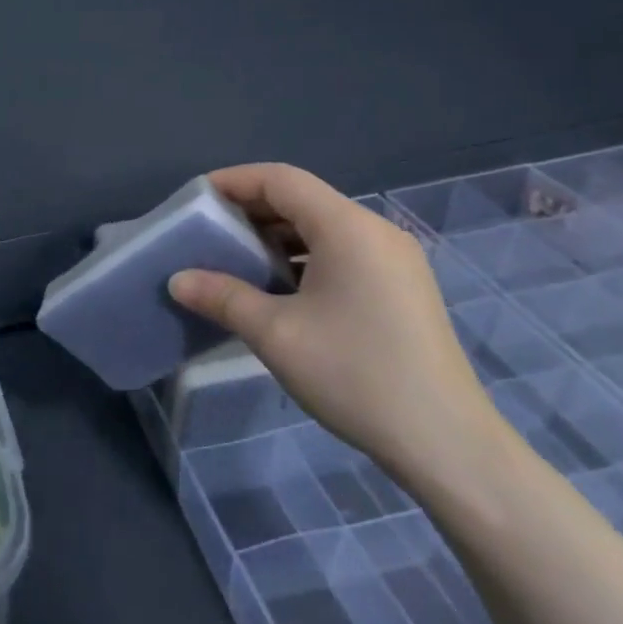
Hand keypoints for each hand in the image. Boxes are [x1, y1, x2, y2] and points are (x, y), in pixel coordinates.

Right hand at [166, 163, 496, 476]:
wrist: (445, 443)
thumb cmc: (354, 374)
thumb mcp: (275, 334)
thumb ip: (222, 296)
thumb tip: (177, 280)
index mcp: (348, 228)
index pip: (281, 180)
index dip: (233, 181)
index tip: (194, 201)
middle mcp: (375, 232)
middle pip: (302, 199)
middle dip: (249, 210)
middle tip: (206, 232)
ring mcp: (394, 260)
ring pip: (321, 227)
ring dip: (274, 236)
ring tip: (233, 260)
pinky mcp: (400, 288)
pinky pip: (341, 252)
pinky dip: (301, 257)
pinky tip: (277, 287)